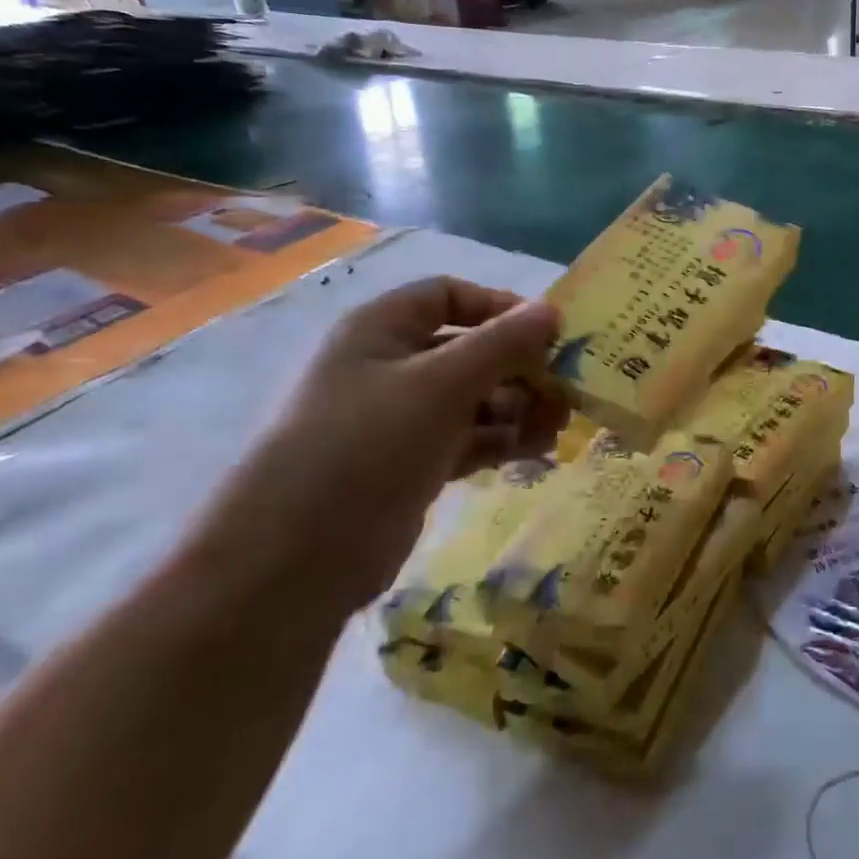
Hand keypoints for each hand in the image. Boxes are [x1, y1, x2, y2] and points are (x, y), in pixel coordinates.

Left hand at [189, 277, 566, 619]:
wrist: (293, 562)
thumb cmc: (367, 447)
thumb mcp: (441, 384)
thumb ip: (501, 344)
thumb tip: (552, 311)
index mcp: (381, 330)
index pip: (450, 296)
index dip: (501, 307)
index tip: (548, 335)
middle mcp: (389, 367)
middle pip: (469, 350)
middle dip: (520, 368)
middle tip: (565, 391)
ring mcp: (399, 420)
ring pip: (473, 398)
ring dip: (519, 407)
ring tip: (556, 428)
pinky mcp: (410, 465)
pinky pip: (467, 438)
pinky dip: (501, 440)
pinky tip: (535, 451)